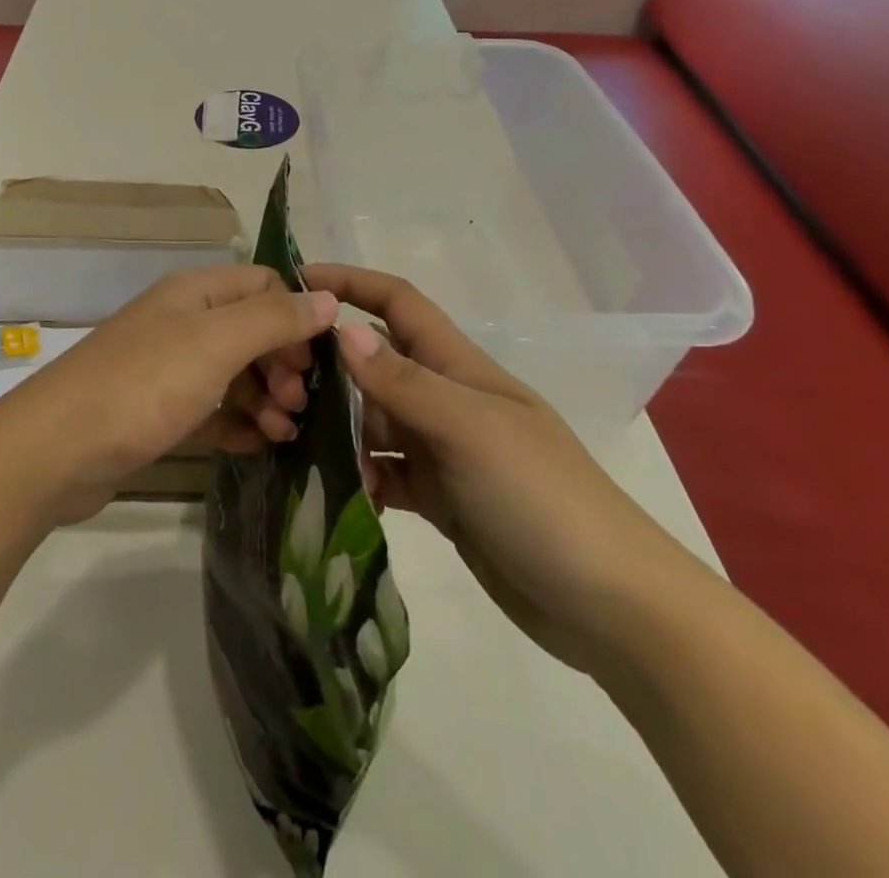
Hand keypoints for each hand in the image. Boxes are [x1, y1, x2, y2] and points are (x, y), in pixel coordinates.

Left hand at [0, 265, 338, 523]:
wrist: (52, 452)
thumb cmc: (142, 386)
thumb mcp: (215, 343)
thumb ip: (274, 319)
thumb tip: (327, 298)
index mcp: (194, 293)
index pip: (263, 285)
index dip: (295, 316)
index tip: (316, 361)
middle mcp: (181, 322)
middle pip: (251, 330)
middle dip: (283, 362)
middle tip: (299, 403)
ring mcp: (166, 368)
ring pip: (233, 372)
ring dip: (265, 397)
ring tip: (284, 431)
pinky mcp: (156, 412)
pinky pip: (210, 410)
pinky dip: (236, 423)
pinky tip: (256, 445)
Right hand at [302, 265, 699, 673]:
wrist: (613, 608)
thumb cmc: (542, 497)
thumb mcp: (469, 429)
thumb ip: (403, 382)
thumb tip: (341, 329)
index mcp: (458, 366)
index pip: (398, 304)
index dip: (351, 283)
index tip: (296, 280)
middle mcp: (446, 399)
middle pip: (376, 362)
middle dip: (329, 364)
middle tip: (275, 384)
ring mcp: (444, 450)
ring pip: (374, 420)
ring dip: (337, 426)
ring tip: (290, 441)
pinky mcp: (441, 498)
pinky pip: (386, 472)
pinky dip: (360, 476)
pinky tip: (335, 492)